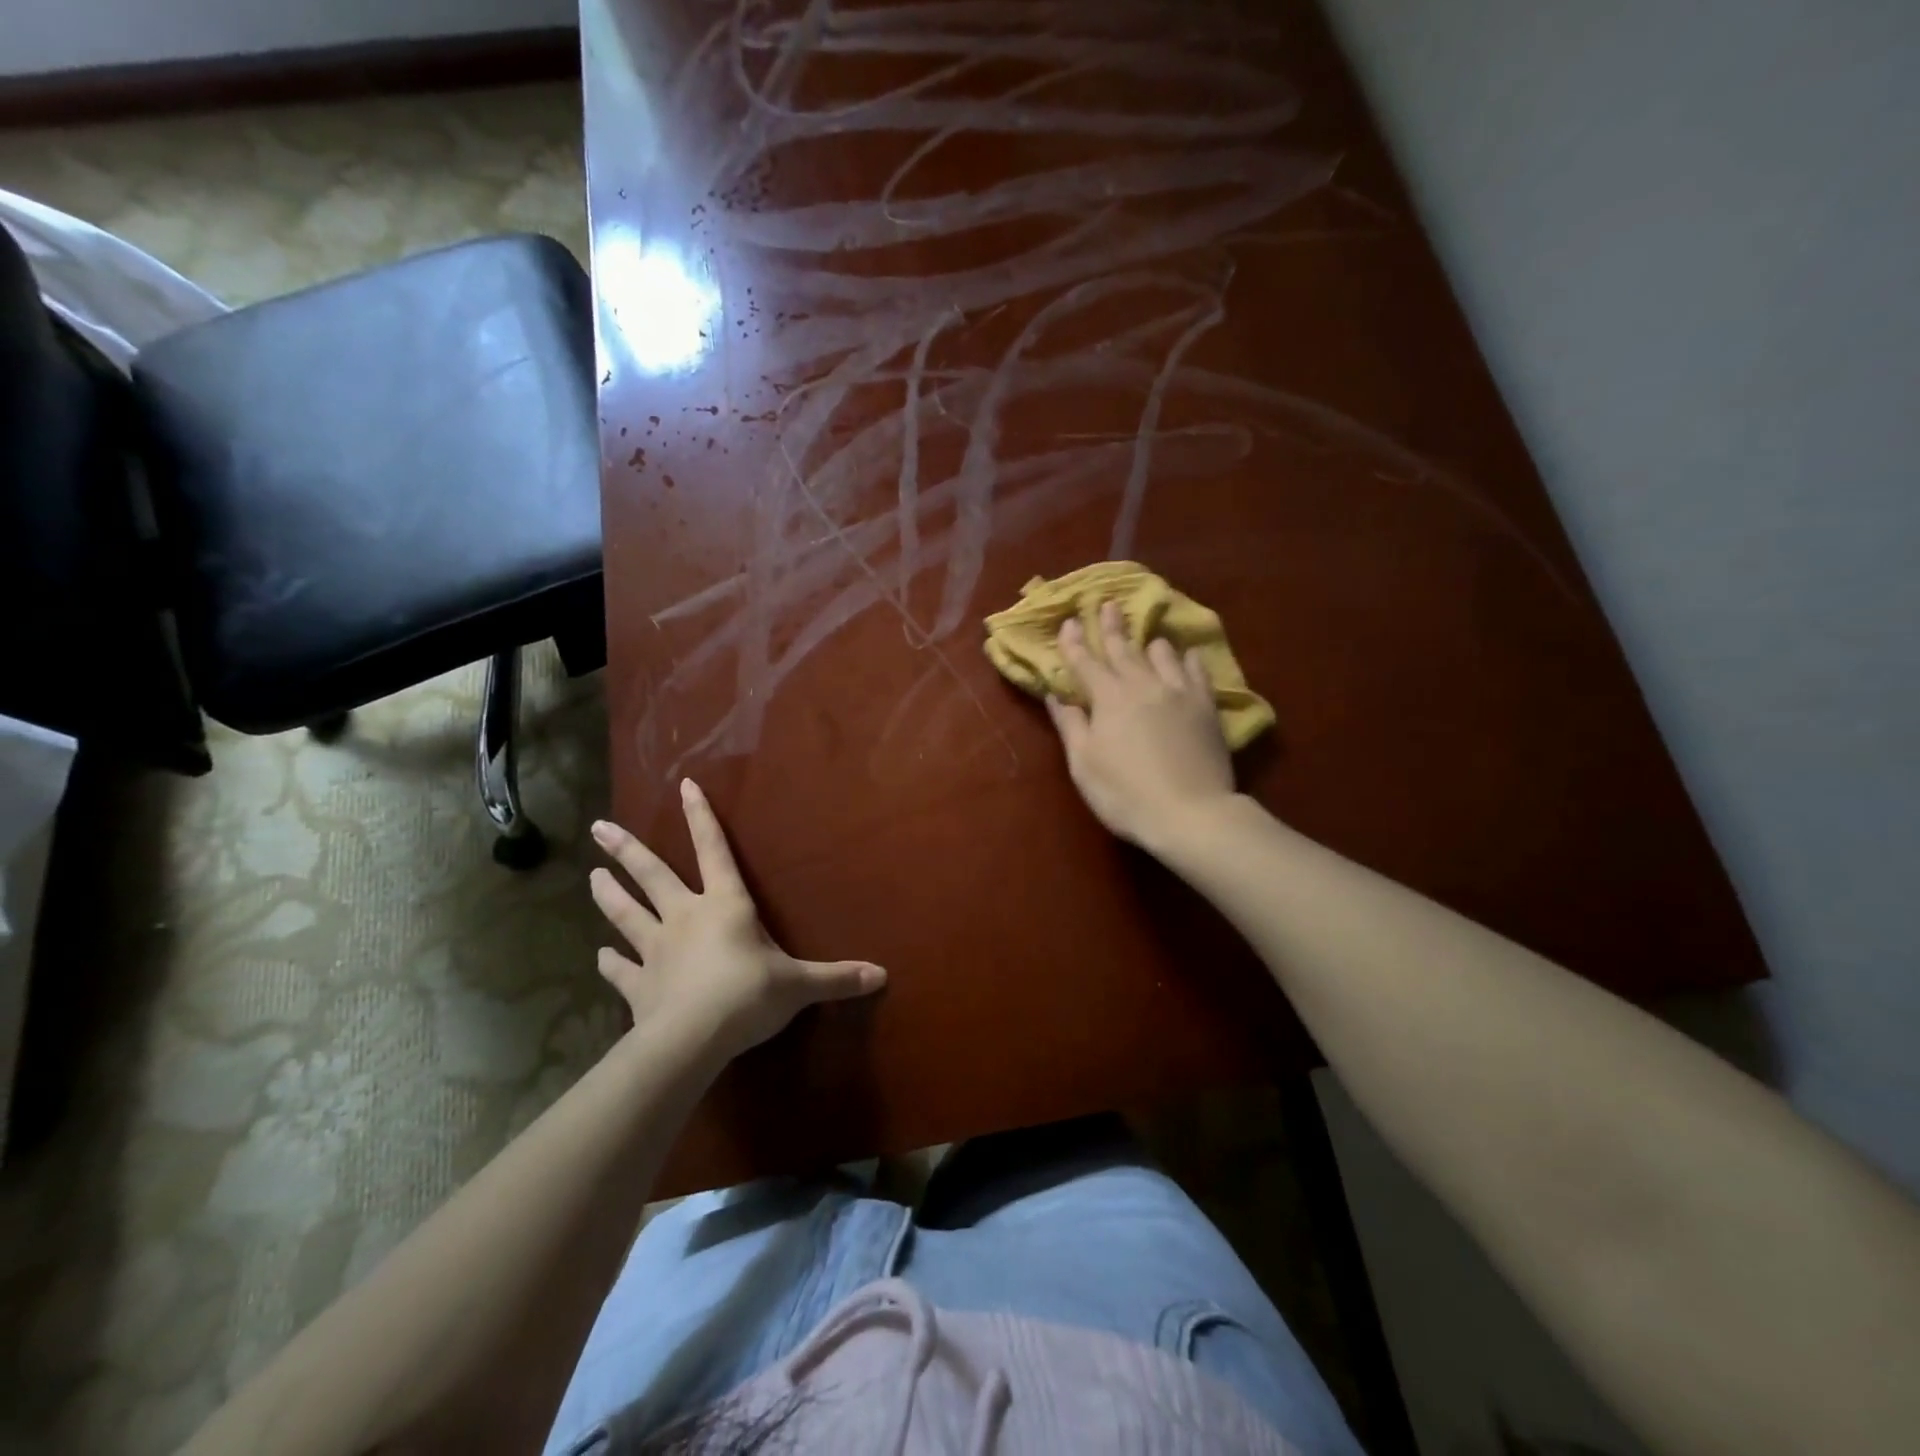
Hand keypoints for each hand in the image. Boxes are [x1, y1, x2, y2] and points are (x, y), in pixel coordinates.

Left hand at [588, 780, 886, 1062]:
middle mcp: (685, 918)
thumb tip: (882, 975)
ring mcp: (656, 950)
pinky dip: (609, 963)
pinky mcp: (639, 986)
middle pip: (652, 875)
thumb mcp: (800, 985)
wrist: (694, 1038)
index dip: (701, 818)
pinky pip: (621, 970)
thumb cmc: (749, 996)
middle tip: (599, 828)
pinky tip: (598, 956)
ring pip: (626, 915)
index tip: (683, 786)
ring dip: (609, 896)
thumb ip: (838, 978)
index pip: (714, 851)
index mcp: (725, 906)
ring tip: (590, 877)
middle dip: (626, 850)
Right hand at [1046, 600, 1236, 849]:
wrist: (1191, 813)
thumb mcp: (1084, 764)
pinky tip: (1187, 654)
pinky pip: (1197, 671)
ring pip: (1162, 654)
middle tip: (1106, 603)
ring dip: (1149, 642)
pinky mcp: (1206, 706)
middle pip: (1123, 649)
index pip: (1085, 662)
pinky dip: (1188, 659)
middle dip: (1111, 626)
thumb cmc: (1125, 793)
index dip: (1074, 642)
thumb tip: (1056, 695)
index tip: (1069, 621)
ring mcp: (1178, 692)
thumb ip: (1071, 725)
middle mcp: (1143, 684)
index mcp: (1108, 698)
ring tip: (1147, 635)